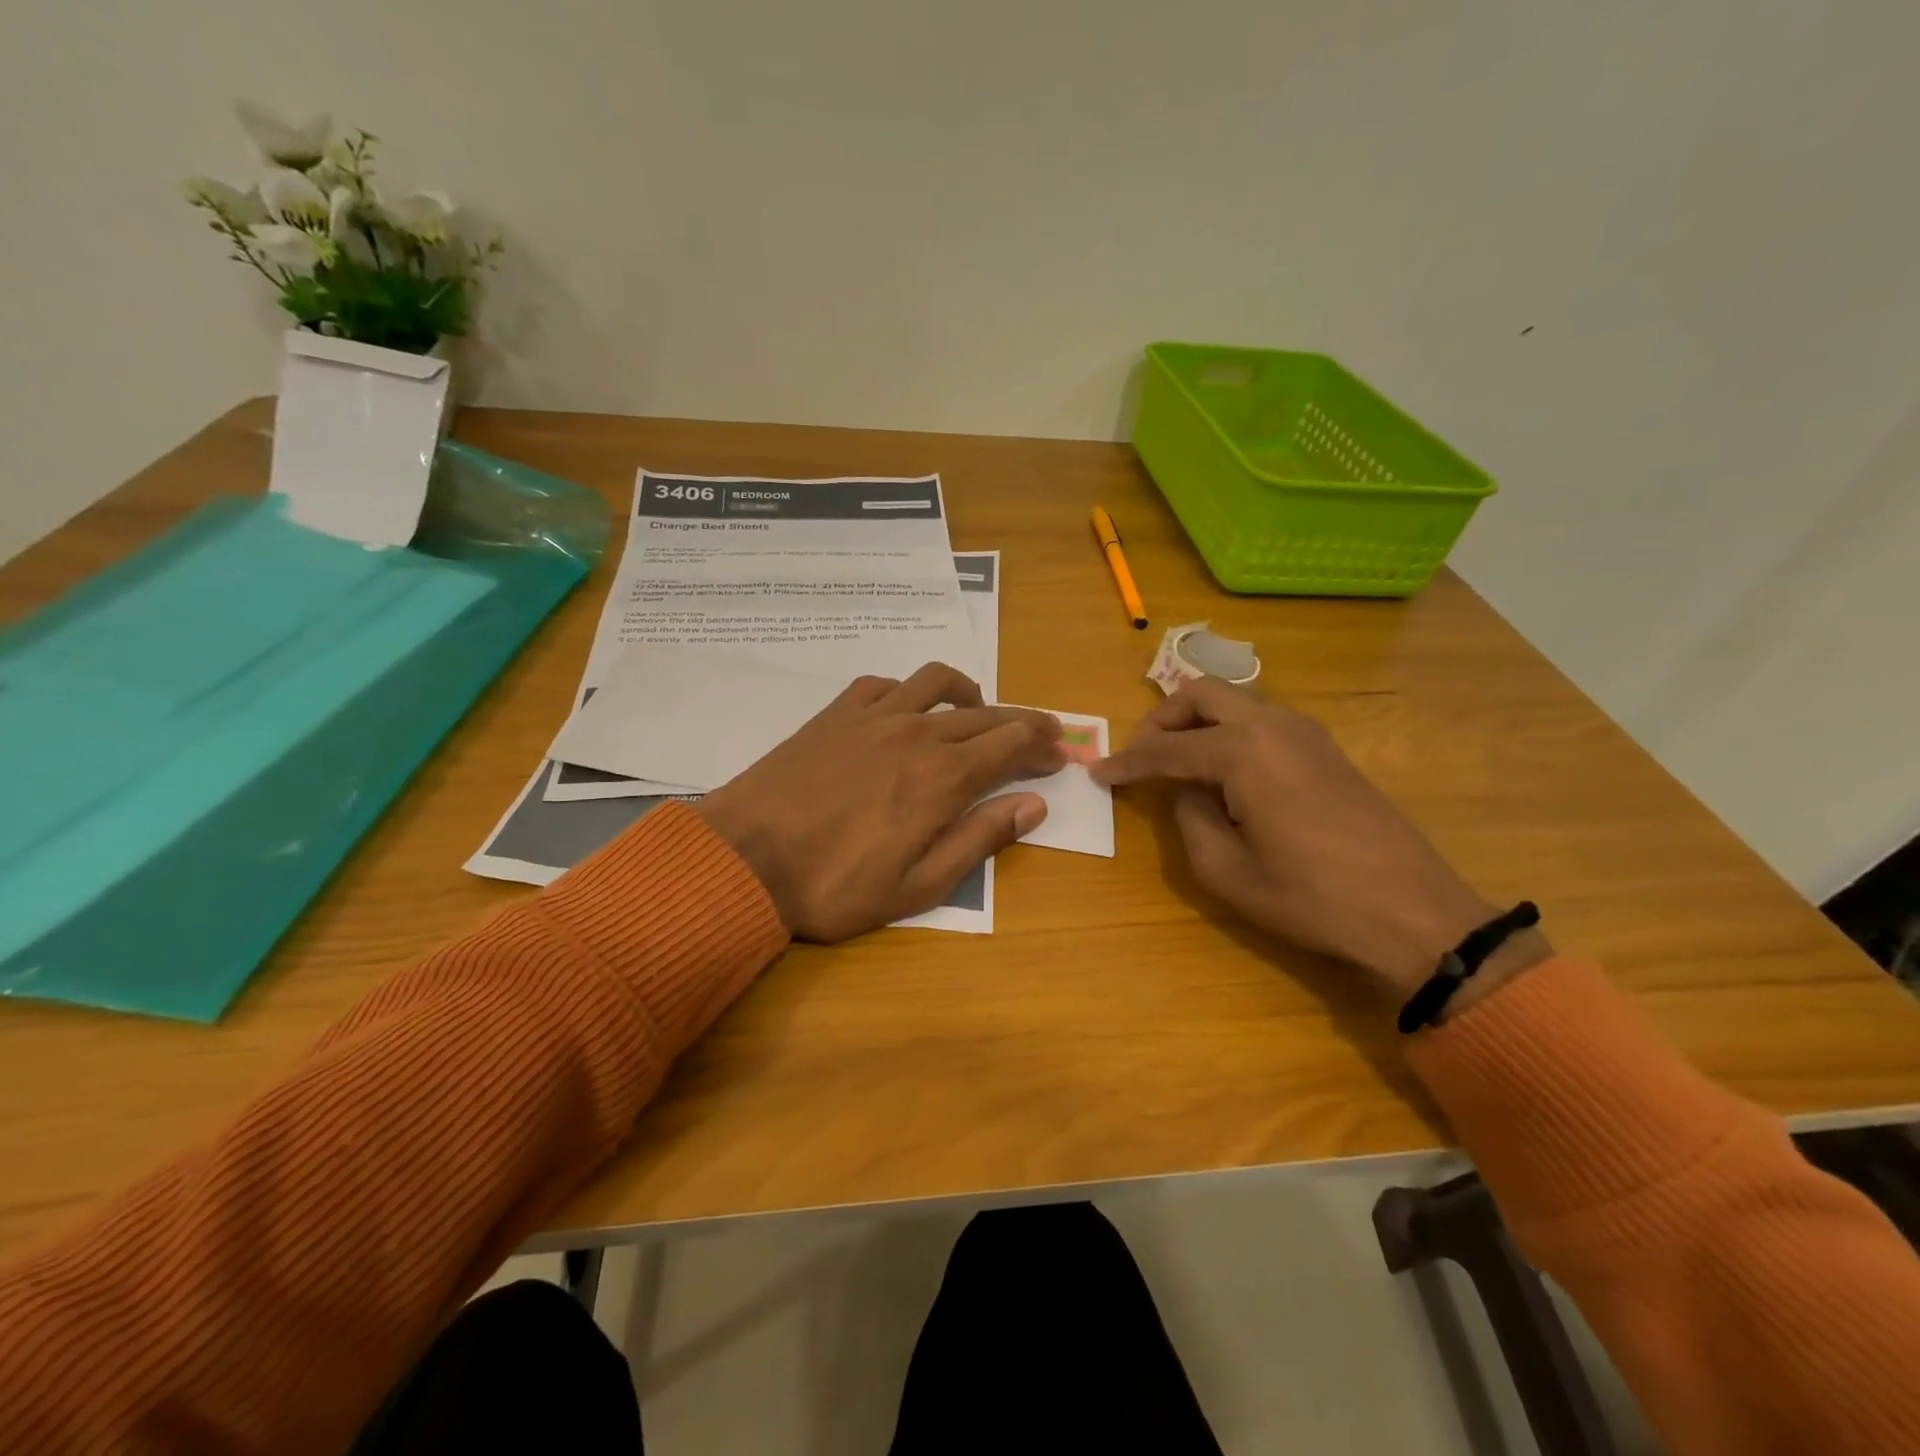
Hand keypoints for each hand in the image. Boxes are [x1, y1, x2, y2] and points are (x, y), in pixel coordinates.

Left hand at [697, 663, 1065, 940]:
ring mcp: (873, 718)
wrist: (744, 860)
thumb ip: (979, 840)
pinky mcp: (834, 715)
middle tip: (1042, 733)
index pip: (1011, 746)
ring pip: (937, 683)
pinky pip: (883, 684)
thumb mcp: (918, 886)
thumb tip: (1032, 806)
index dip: (1042, 746)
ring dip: (970, 693)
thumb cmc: (834, 886)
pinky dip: (908, 691)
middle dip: (1022, 722)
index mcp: (943, 778)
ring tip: (980, 710)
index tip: (1062, 752)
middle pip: (985, 713)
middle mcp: (916, 734)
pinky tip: (907, 709)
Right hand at [1093, 679, 1551, 1013]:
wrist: (1412, 911)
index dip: (1127, 762)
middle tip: (1142, 757)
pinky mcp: (1325, 747)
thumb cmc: (1310, 897)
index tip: (1098, 773)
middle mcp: (1273, 725)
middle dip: (1162, 720)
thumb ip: (1188, 819)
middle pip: (1201, 694)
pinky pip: (1261, 720)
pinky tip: (1225, 772)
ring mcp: (1305, 732)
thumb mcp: (1226, 871)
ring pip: (1234, 701)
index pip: (1166, 747)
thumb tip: (1184, 791)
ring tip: (1179, 765)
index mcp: (1243, 752)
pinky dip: (1229, 732)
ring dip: (1198, 722)